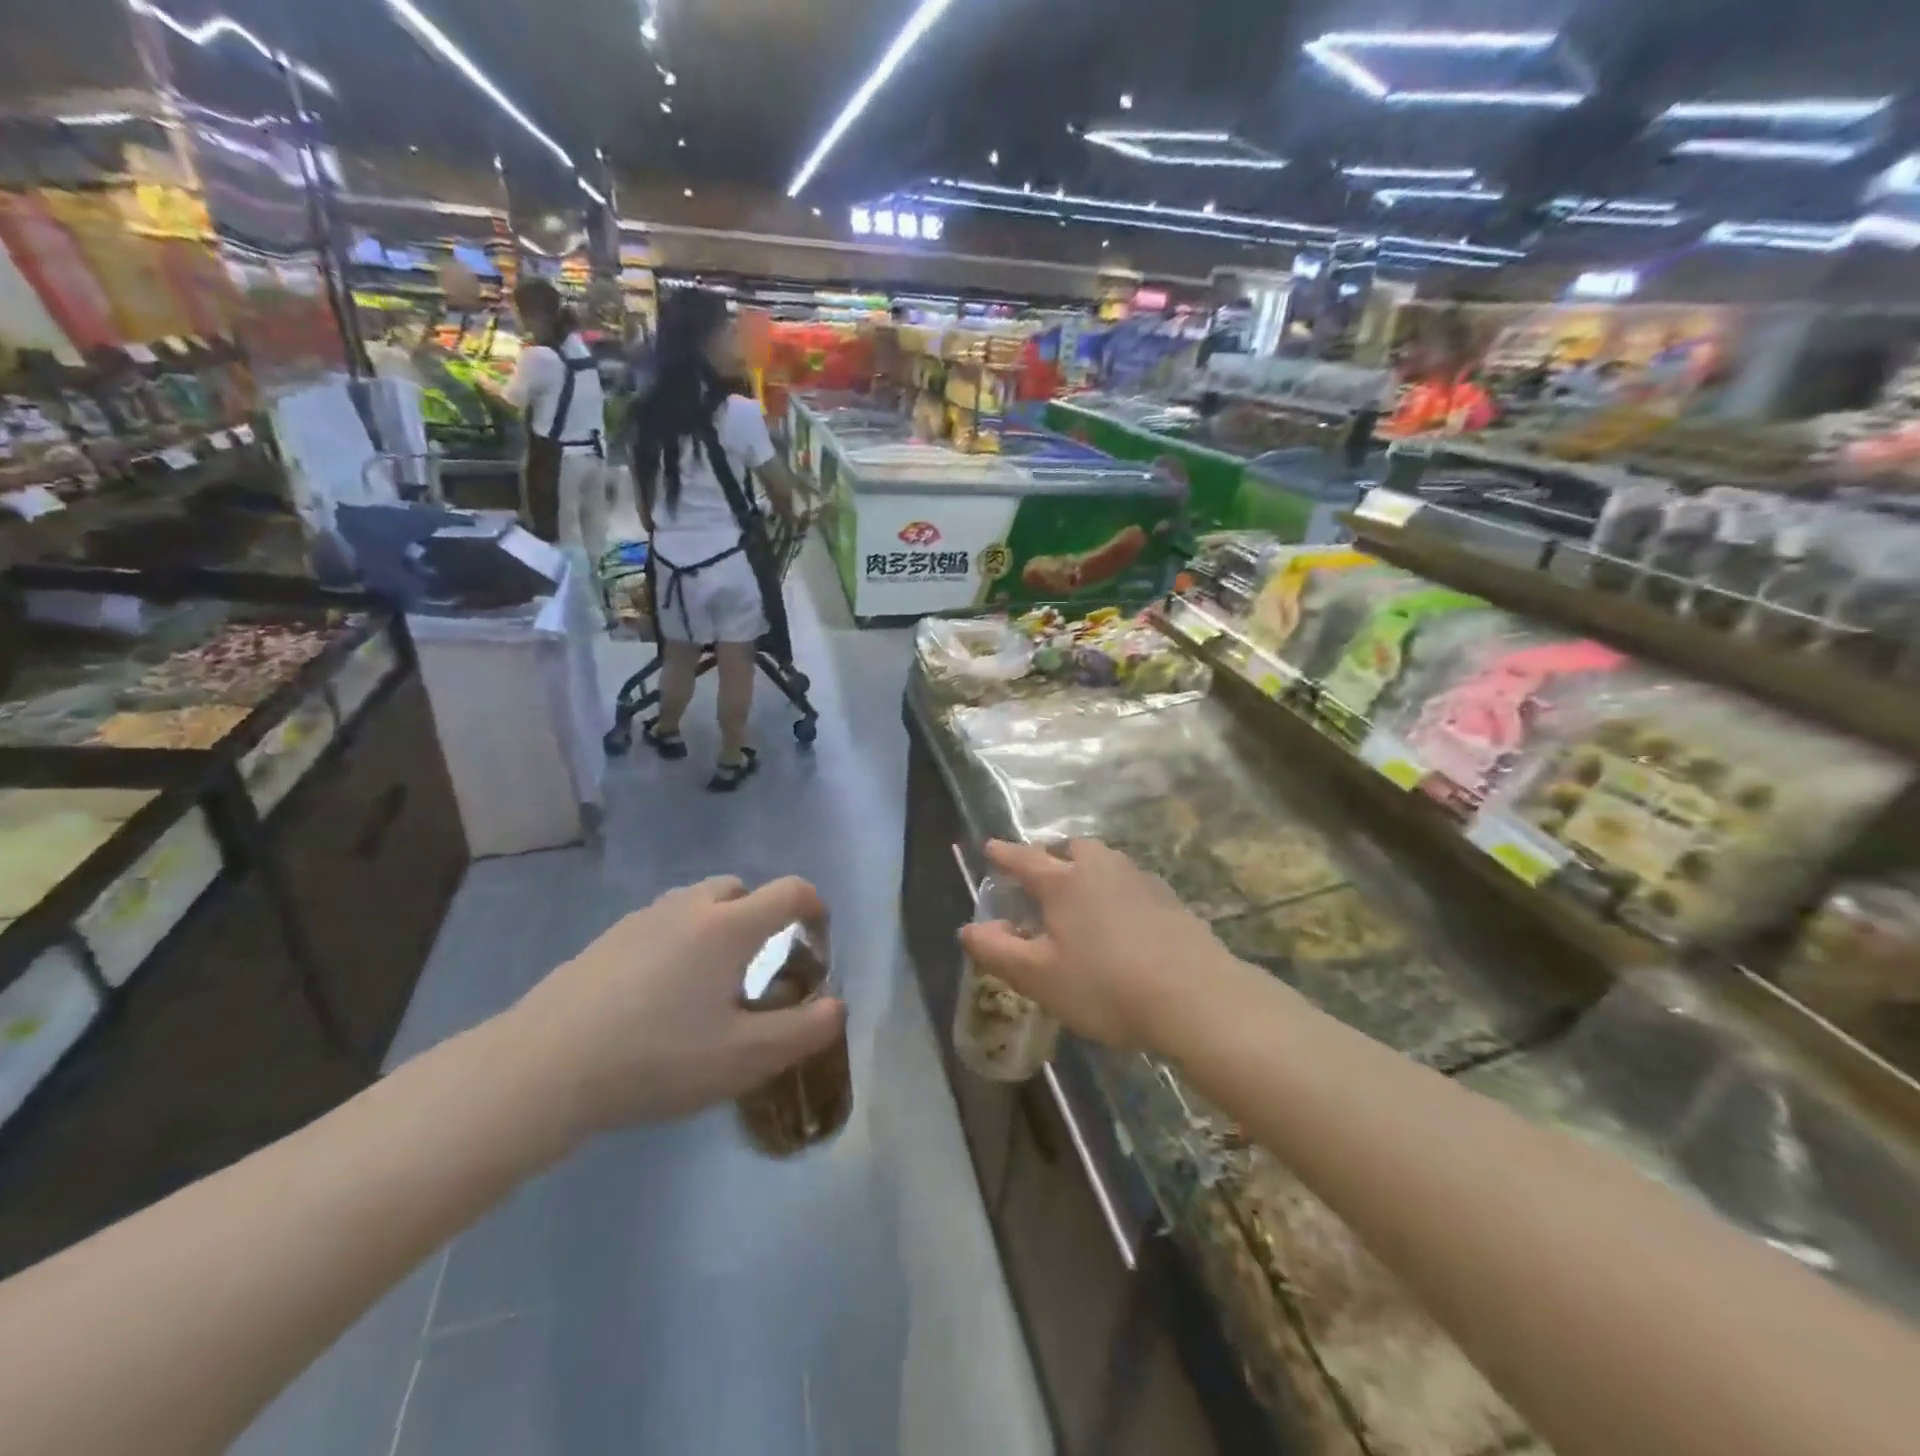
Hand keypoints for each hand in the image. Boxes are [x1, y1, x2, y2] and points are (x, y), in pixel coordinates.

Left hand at [502, 876, 845, 1139]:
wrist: (543, 1068)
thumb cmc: (657, 1059)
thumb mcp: (745, 1058)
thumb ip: (803, 1030)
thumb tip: (836, 1005)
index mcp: (729, 926)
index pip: (790, 892)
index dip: (815, 908)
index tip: (817, 943)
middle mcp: (689, 907)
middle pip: (741, 889)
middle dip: (763, 917)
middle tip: (760, 968)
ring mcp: (642, 918)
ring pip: (697, 903)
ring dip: (719, 927)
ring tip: (710, 982)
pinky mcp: (607, 938)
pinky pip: (662, 923)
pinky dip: (680, 941)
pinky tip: (660, 995)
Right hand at [958, 840, 1240, 1053]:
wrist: (1195, 997)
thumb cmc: (1105, 985)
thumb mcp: (1039, 977)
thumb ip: (998, 951)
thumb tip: (969, 929)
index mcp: (1064, 881)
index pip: (1024, 859)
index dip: (1003, 854)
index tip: (990, 846)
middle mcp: (1101, 868)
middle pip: (1072, 847)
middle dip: (1053, 855)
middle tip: (1044, 877)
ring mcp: (1141, 880)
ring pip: (1106, 862)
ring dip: (1089, 871)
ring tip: (1083, 899)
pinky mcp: (1171, 900)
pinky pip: (1132, 884)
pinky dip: (1118, 893)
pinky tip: (1123, 922)